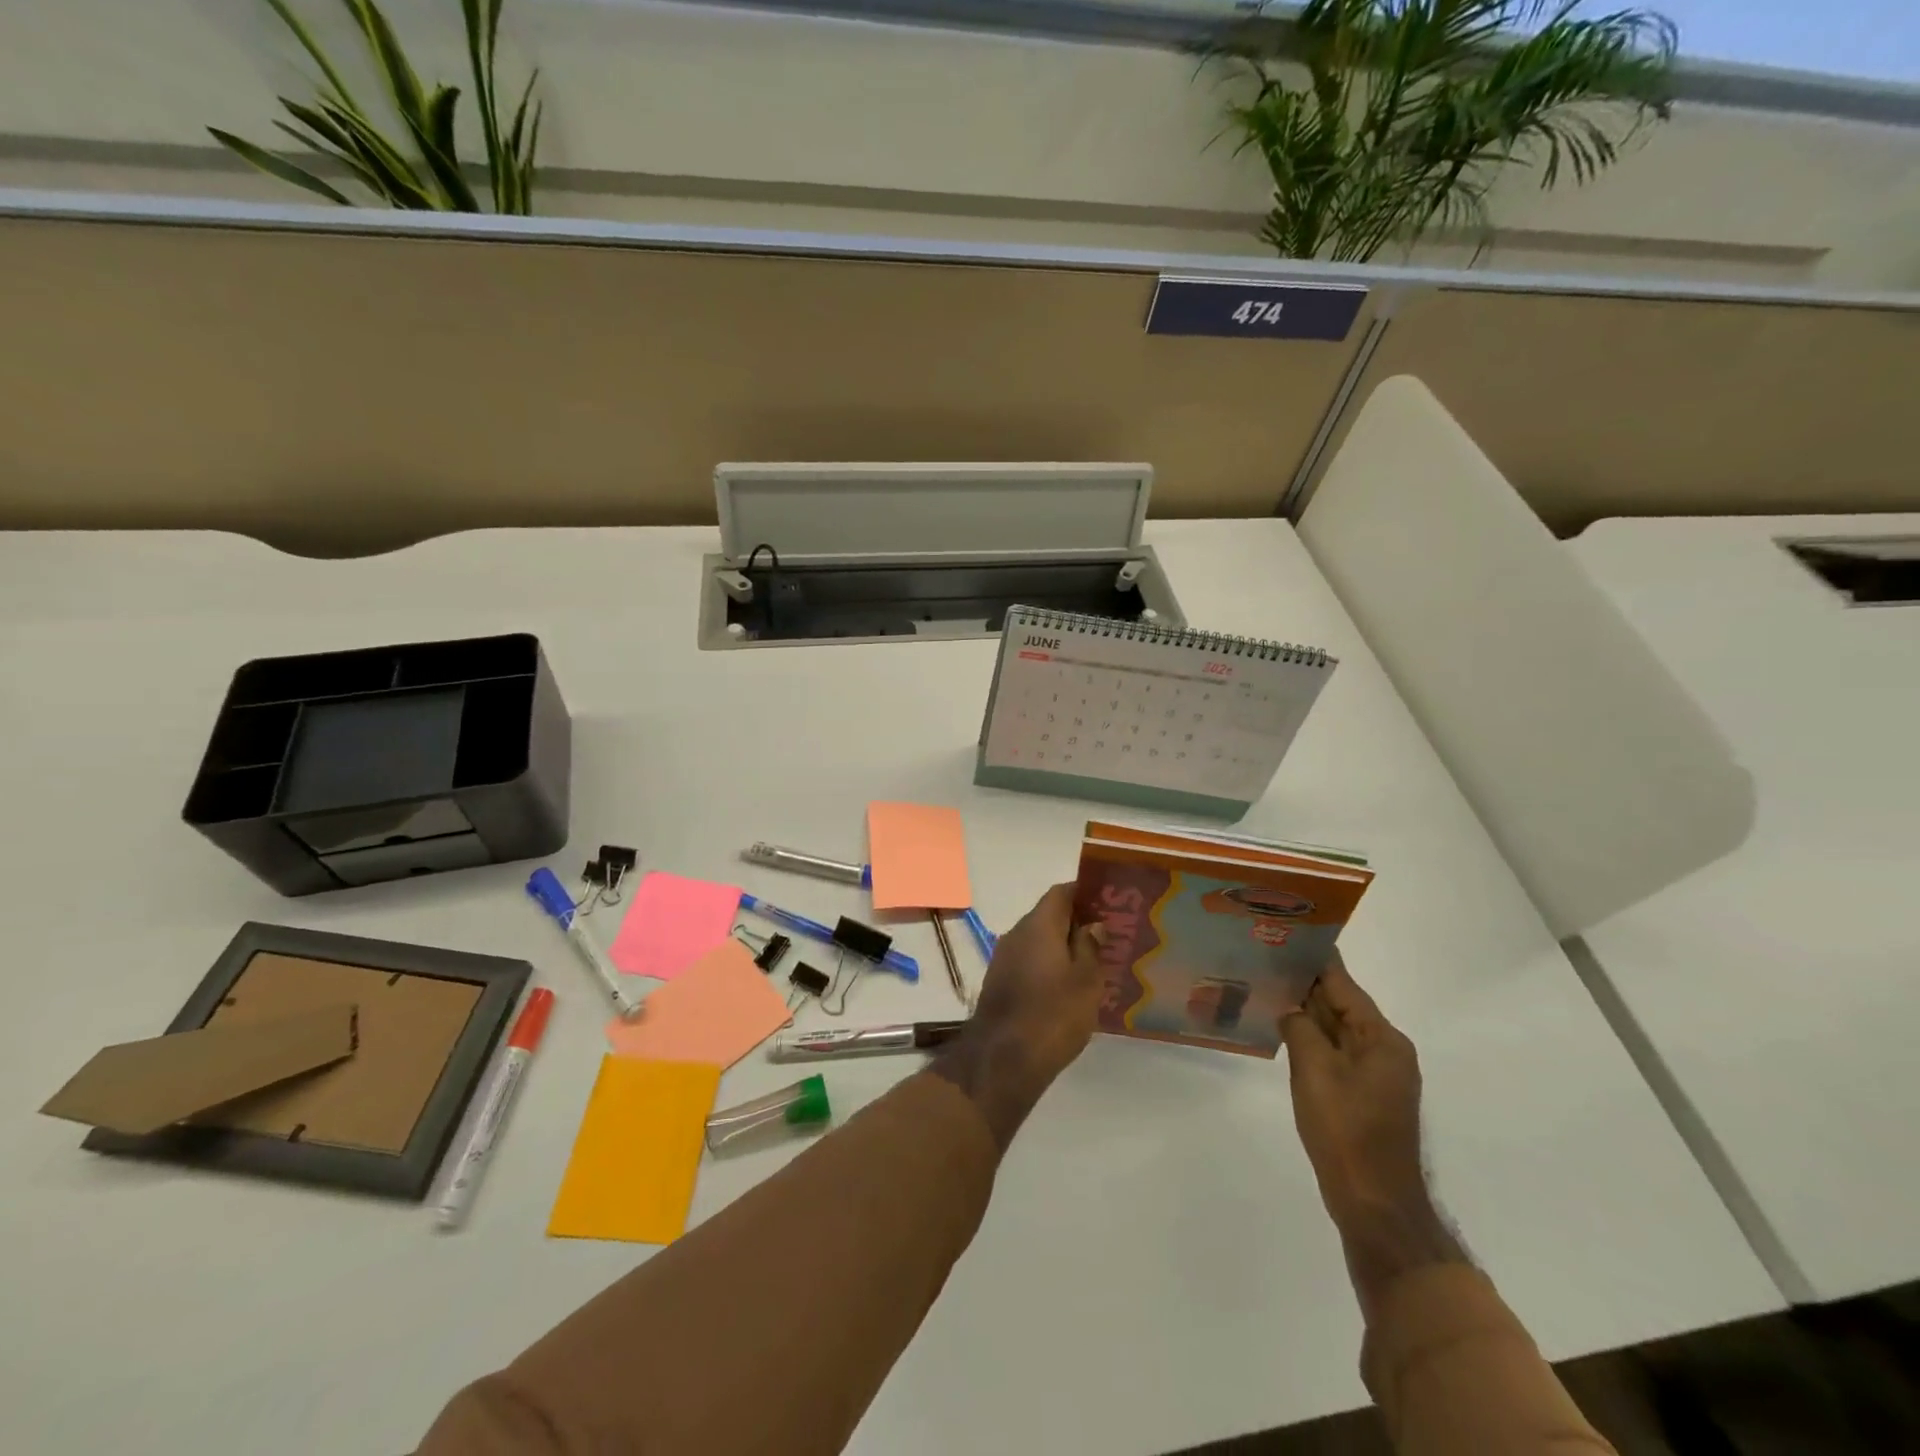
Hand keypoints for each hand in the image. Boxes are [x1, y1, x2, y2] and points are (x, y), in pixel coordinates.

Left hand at [972, 882, 1106, 1084]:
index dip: (1084, 893)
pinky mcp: (999, 983)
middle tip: (1107, 936)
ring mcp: (1004, 959)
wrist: (1002, 1060)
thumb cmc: (1053, 1015)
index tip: (1107, 903)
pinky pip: (1029, 962)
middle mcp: (1017, 934)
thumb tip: (1092, 924)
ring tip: (1093, 963)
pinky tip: (1067, 988)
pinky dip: (1048, 966)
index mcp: (1038, 925)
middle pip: (1048, 916)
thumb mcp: (1086, 981)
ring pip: (1038, 941)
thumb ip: (1090, 947)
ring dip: (1062, 947)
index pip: (1061, 893)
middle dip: (1076, 922)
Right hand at [1283, 954, 1462, 1314]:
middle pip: (1341, 1004)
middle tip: (1265, 956)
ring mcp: (1377, 1074)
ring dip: (1306, 1011)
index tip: (1287, 933)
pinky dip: (1311, 1037)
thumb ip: (1301, 1027)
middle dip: (1306, 983)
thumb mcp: (1315, 1071)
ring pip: (1336, 1029)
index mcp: (1382, 1038)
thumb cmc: (1347, 1132)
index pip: (1343, 985)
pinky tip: (1283, 1029)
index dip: (1315, 959)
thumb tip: (1291, 1006)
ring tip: (1267, 985)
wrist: (1374, 1204)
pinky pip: (1334, 1052)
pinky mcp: (1364, 1094)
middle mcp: (1386, 1049)